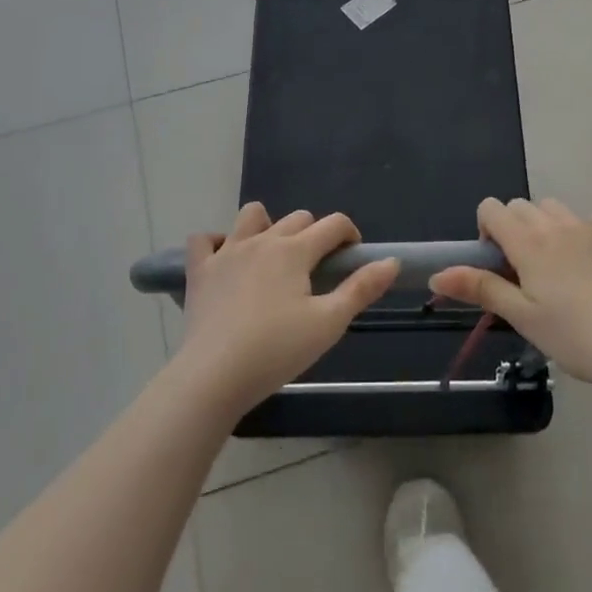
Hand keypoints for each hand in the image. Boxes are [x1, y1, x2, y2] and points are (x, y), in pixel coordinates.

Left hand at [175, 203, 397, 416]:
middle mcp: (262, 240)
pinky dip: (216, 243)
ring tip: (273, 257)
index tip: (353, 256)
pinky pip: (203, 240)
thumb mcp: (329, 323)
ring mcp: (227, 252)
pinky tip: (226, 260)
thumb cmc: (277, 350)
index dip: (349, 234)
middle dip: (314, 234)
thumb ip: (361, 289)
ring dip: (267, 226)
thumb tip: (392, 261)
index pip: (333, 224)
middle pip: (297, 218)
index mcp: (295, 250)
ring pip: (251, 215)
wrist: (214, 376)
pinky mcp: (200, 271)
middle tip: (317, 270)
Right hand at [430, 197, 591, 392]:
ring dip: (546, 225)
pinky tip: (591, 261)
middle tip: (524, 271)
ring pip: (555, 208)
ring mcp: (590, 227)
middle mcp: (556, 224)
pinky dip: (582, 230)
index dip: (486, 230)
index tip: (497, 264)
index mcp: (528, 242)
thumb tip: (437, 276)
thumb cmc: (573, 336)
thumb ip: (480, 288)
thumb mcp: (521, 317)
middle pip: (521, 206)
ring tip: (556, 265)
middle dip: (513, 228)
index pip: (492, 208)